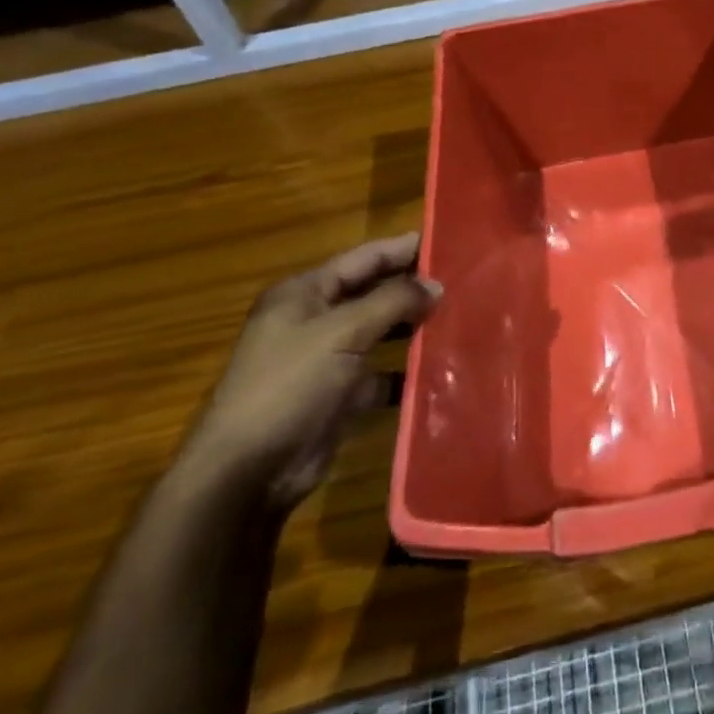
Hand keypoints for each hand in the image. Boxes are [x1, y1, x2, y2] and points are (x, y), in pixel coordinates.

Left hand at [183, 234, 440, 512]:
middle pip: (373, 292)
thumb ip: (392, 302)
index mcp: (304, 294)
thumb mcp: (341, 333)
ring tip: (462, 317)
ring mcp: (327, 360)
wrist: (248, 472)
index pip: (364, 258)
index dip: (403, 249)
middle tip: (464, 280)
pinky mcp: (340, 396)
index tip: (449, 241)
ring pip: (381, 332)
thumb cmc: (289, 386)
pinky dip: (408, 370)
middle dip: (414, 287)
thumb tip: (436, 285)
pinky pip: (382, 373)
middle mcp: (314, 320)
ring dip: (415, 326)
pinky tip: (442, 366)